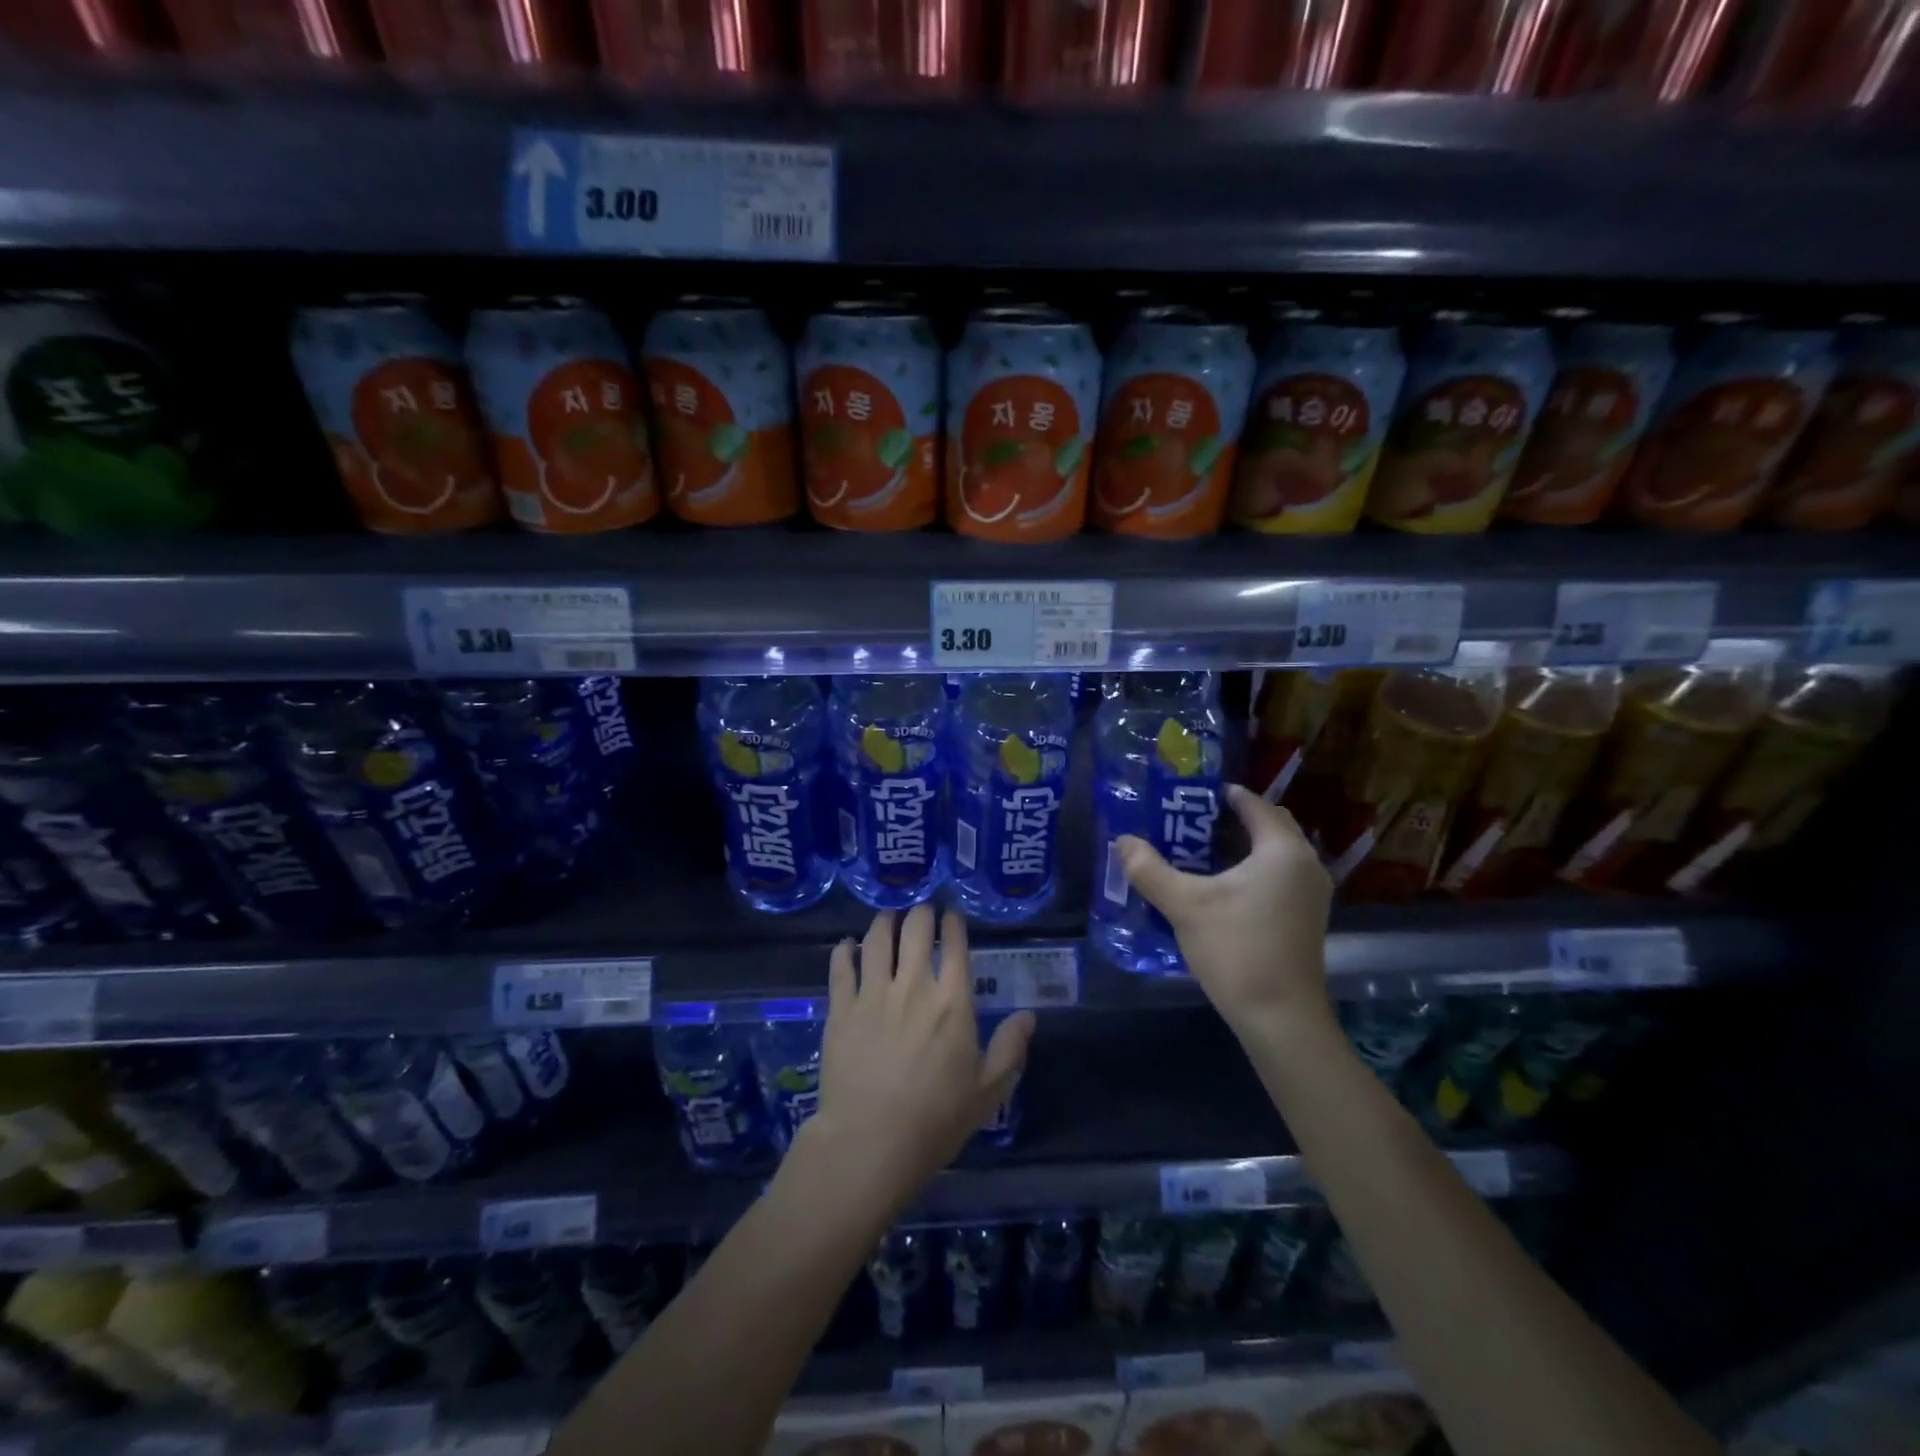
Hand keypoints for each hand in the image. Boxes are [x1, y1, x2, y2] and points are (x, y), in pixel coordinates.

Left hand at [809, 904, 1035, 1214]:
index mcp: (952, 1002)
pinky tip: (846, 945)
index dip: (953, 922)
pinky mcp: (840, 1010)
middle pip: (915, 931)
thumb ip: (1010, 1049)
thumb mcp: (987, 1092)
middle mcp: (913, 986)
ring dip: (884, 921)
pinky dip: (843, 951)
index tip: (952, 912)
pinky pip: (841, 969)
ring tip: (888, 915)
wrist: (870, 1142)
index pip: (955, 945)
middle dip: (920, 913)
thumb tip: (1029, 1016)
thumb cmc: (935, 1120)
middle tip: (922, 910)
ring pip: (877, 940)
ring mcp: (872, 995)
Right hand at [1117, 783, 1334, 1040]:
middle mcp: (1306, 864)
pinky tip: (1222, 885)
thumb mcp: (1184, 905)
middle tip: (1191, 821)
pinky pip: (1280, 874)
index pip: (1255, 804)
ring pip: (1276, 851)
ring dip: (1244, 844)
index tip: (1189, 795)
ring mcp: (1312, 893)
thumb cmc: (1237, 950)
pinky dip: (1255, 868)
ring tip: (1200, 850)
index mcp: (1283, 850)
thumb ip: (1149, 869)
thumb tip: (1122, 841)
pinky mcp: (1307, 917)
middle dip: (1233, 817)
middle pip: (1270, 824)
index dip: (1223, 795)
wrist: (1281, 1018)